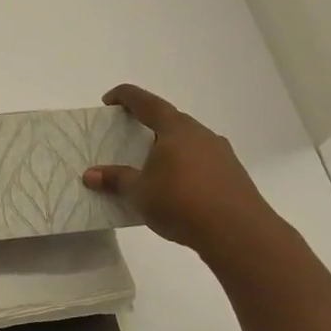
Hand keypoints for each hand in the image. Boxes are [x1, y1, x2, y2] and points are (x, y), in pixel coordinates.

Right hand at [83, 84, 282, 256]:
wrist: (240, 234)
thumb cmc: (182, 204)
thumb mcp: (139, 193)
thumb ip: (115, 179)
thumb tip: (90, 175)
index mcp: (176, 129)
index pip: (147, 102)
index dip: (126, 97)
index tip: (109, 100)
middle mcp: (201, 134)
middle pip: (170, 120)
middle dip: (148, 124)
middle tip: (128, 136)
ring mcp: (221, 153)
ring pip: (188, 141)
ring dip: (168, 147)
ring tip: (150, 165)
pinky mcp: (233, 174)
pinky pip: (201, 160)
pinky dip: (183, 165)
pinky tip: (175, 187)